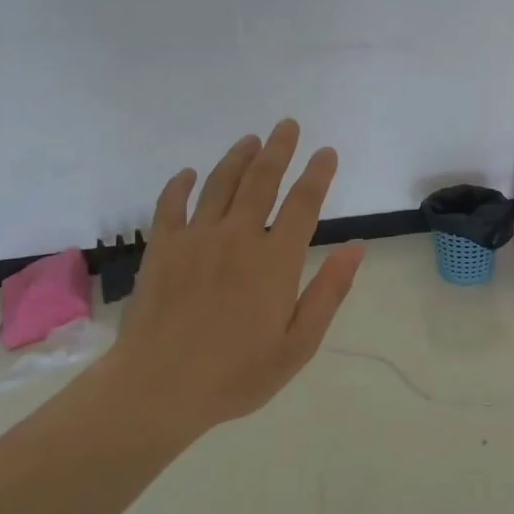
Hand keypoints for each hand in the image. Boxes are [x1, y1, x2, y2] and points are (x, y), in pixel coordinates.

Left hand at [92, 119, 364, 443]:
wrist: (158, 388)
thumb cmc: (237, 373)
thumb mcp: (298, 345)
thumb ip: (328, 292)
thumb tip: (355, 247)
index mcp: (275, 260)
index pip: (303, 203)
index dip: (318, 174)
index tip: (327, 152)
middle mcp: (238, 237)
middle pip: (261, 180)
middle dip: (278, 149)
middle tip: (287, 125)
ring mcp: (196, 238)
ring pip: (220, 184)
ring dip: (238, 157)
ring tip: (251, 139)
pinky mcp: (162, 247)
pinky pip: (171, 204)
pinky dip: (181, 184)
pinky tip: (189, 173)